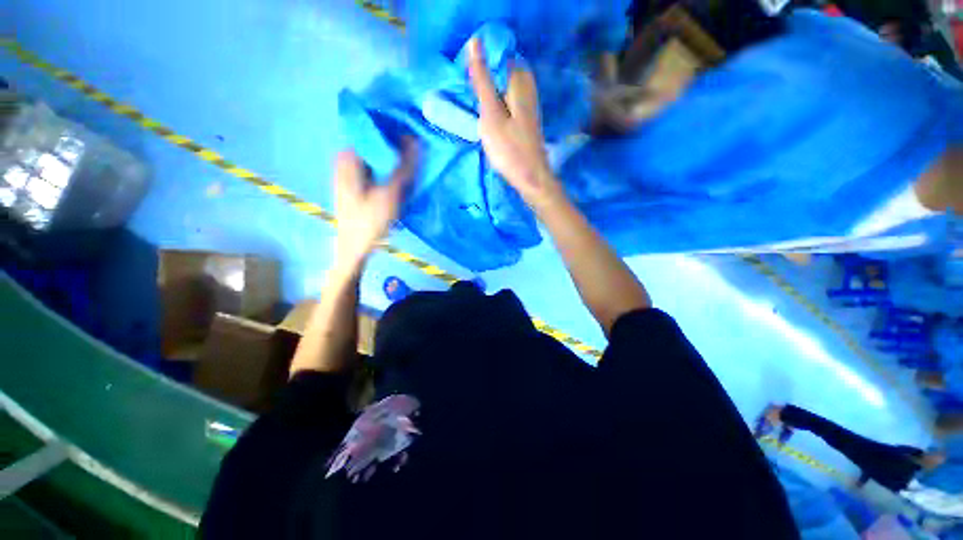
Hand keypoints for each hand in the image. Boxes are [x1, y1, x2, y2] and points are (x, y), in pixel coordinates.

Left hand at [333, 137, 418, 265]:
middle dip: (396, 147)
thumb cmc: (369, 221)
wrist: (354, 248)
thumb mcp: (390, 194)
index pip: (371, 130)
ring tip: (412, 163)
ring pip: (377, 159)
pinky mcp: (357, 186)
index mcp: (348, 157)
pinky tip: (401, 179)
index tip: (413, 132)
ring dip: (394, 161)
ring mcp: (350, 174)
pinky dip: (388, 172)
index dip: (392, 129)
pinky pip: (376, 171)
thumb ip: (403, 167)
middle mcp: (346, 161)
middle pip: (374, 145)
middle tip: (416, 150)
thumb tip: (415, 140)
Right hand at [467, 39, 560, 208]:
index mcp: (519, 84)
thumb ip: (483, 82)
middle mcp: (528, 90)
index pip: (501, 57)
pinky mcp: (527, 121)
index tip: (468, 79)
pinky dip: (499, 104)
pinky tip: (492, 116)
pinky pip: (511, 102)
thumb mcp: (491, 115)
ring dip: (493, 92)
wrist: (531, 178)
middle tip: (473, 95)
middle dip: (488, 78)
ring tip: (479, 105)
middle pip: (505, 73)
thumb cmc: (509, 150)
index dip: (483, 63)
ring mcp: (529, 107)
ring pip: (508, 89)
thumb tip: (475, 43)